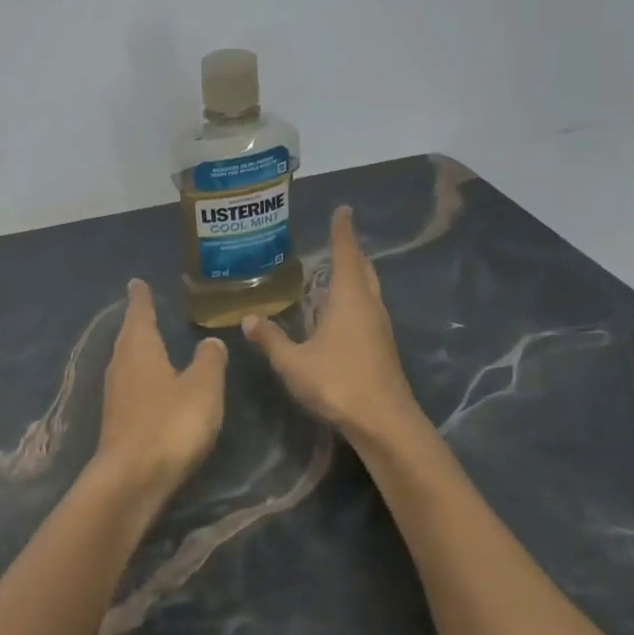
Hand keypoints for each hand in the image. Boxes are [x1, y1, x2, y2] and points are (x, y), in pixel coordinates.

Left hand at [93, 279, 226, 507]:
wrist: (131, 479)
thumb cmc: (170, 424)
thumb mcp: (202, 389)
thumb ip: (208, 362)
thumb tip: (210, 341)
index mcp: (140, 348)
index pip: (139, 313)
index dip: (140, 298)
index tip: (136, 282)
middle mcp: (121, 365)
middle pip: (128, 335)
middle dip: (136, 321)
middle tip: (143, 306)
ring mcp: (114, 394)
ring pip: (126, 359)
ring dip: (136, 348)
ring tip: (147, 339)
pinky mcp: (116, 419)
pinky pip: (128, 383)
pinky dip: (138, 374)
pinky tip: (148, 383)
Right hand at [244, 206, 433, 447]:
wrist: (385, 424)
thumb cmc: (339, 383)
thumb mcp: (293, 362)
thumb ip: (270, 339)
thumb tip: (248, 319)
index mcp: (350, 299)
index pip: (346, 255)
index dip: (342, 232)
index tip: (344, 210)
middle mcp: (369, 306)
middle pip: (362, 270)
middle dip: (350, 252)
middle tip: (337, 238)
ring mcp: (379, 328)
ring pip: (367, 291)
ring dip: (353, 276)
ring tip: (333, 271)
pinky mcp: (381, 347)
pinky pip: (366, 309)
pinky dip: (353, 299)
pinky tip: (336, 313)